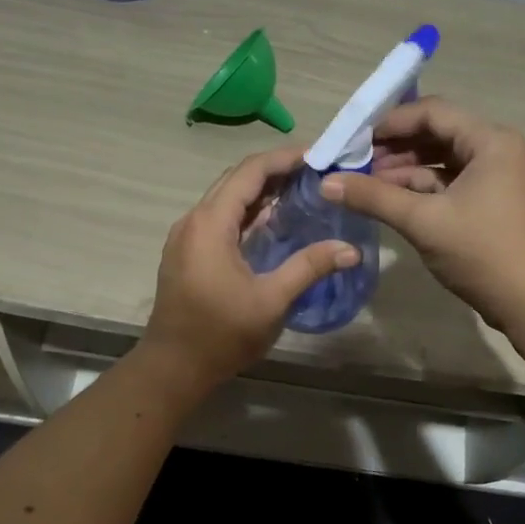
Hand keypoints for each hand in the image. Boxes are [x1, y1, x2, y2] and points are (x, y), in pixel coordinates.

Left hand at [141, 146, 359, 394]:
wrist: (173, 367)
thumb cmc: (220, 334)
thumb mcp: (270, 300)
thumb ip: (309, 267)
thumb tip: (351, 250)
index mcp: (210, 223)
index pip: (249, 172)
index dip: (283, 158)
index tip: (317, 156)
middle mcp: (193, 220)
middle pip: (236, 180)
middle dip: (275, 171)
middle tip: (315, 173)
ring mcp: (186, 237)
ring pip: (226, 200)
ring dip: (260, 193)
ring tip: (301, 192)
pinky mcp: (187, 253)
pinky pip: (219, 219)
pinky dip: (247, 213)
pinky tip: (273, 224)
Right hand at [320, 97, 524, 331]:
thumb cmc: (483, 253)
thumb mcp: (423, 221)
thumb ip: (374, 197)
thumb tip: (326, 184)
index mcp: (491, 141)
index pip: (433, 113)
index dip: (390, 122)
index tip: (353, 139)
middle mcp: (499, 150)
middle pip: (439, 134)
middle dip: (396, 148)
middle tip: (355, 163)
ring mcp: (500, 178)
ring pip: (445, 161)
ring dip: (407, 170)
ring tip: (367, 184)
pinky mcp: (496, 203)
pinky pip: (454, 184)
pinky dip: (425, 189)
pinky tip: (394, 201)